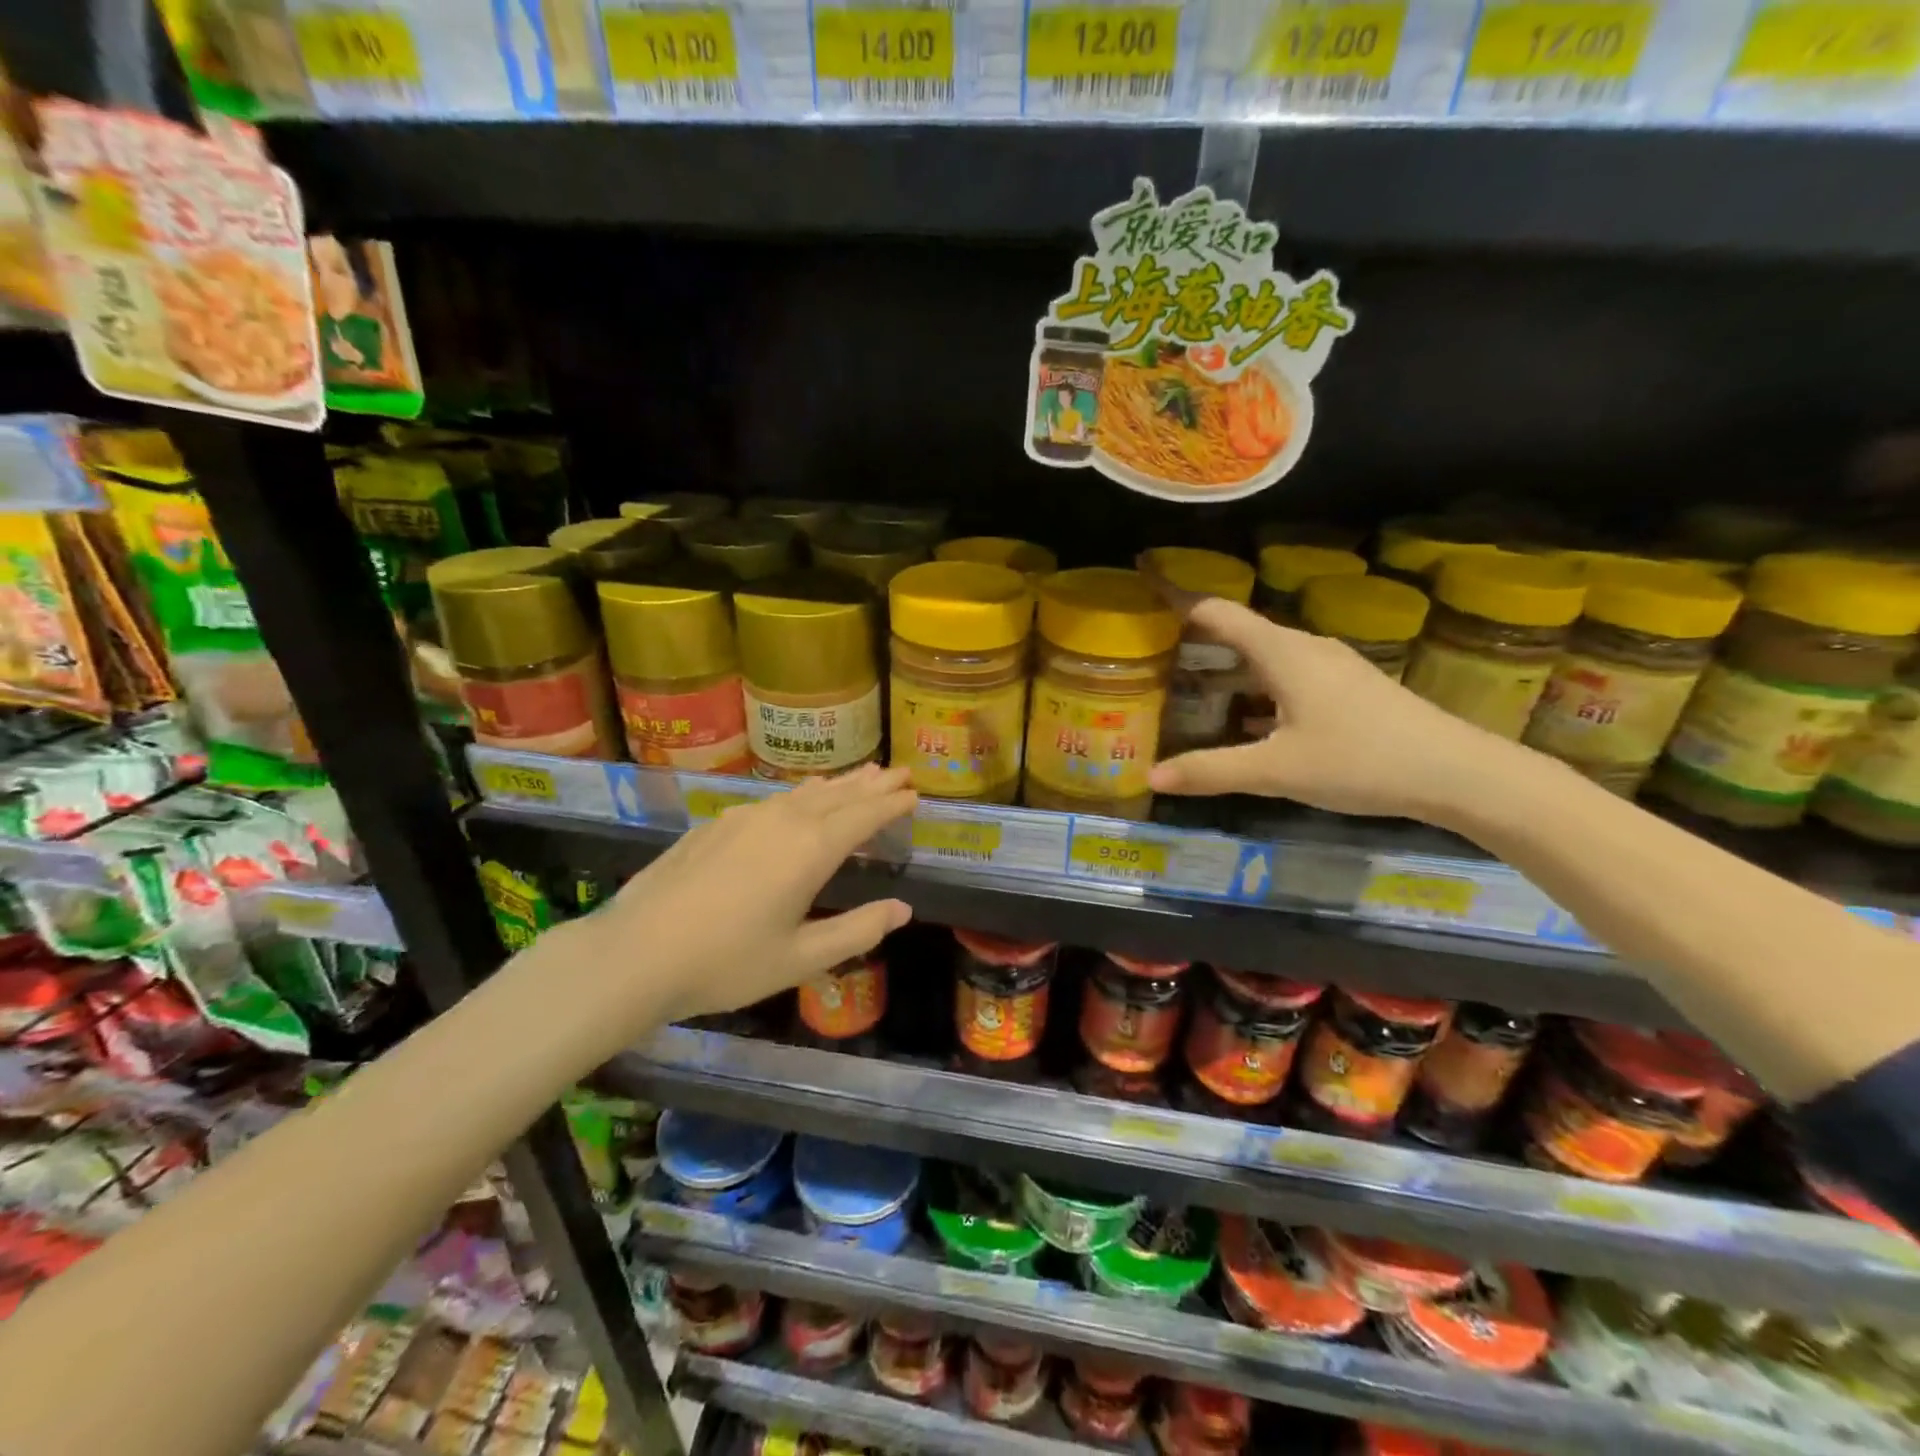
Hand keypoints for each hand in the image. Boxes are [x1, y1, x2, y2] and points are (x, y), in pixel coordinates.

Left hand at [591, 764, 916, 1028]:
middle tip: (899, 771)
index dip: (892, 803)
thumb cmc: (727, 962)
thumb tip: (902, 909)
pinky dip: (801, 795)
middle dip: (871, 784)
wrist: (635, 953)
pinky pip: (774, 800)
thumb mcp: (801, 958)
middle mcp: (782, 821)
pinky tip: (798, 800)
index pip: (864, 816)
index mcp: (810, 850)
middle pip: (837, 795)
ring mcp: (745, 818)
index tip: (915, 792)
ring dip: (837, 785)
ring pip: (803, 793)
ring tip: (860, 775)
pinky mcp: (716, 825)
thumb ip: (856, 931)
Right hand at [1147, 598, 1505, 822]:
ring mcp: (1331, 666)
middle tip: (1154, 647)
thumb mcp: (1276, 771)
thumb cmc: (1360, 760)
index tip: (1144, 581)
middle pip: (1240, 630)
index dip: (1178, 597)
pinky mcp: (1348, 688)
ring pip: (1266, 654)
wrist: (1457, 772)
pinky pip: (1287, 673)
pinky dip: (1256, 684)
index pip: (1217, 612)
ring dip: (1228, 663)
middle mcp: (1305, 648)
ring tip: (1190, 680)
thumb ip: (1212, 771)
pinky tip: (1247, 716)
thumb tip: (1152, 776)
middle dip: (1197, 635)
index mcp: (1283, 653)